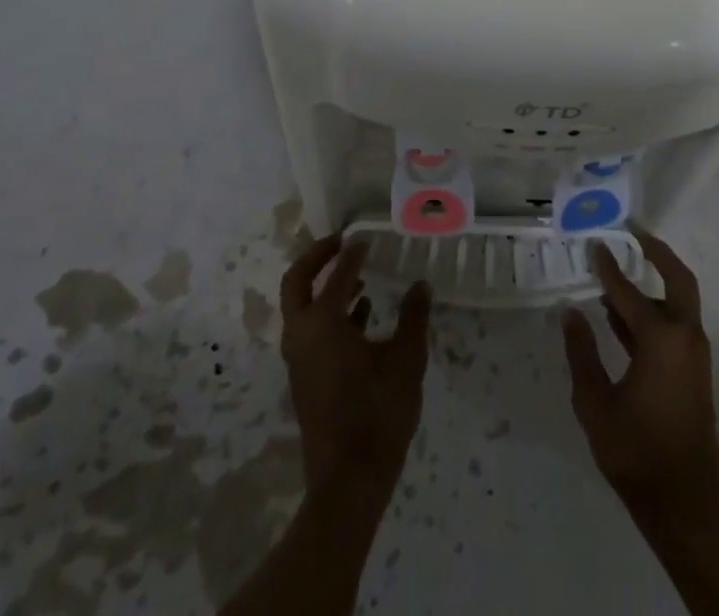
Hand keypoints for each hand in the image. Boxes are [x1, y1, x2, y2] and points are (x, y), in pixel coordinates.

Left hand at [280, 235, 430, 502]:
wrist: (348, 481)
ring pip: (303, 307)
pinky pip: (311, 330)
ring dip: (325, 286)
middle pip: (297, 282)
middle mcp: (302, 334)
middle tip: (342, 242)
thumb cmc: (378, 414)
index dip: (353, 252)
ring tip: (361, 277)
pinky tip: (364, 315)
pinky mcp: (305, 377)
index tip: (367, 237)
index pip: (337, 273)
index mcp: (323, 323)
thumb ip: (413, 318)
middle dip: (317, 257)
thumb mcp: (406, 361)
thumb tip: (421, 286)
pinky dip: (331, 314)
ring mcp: (299, 358)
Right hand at [561, 229, 718, 520]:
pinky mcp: (692, 373)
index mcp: (661, 340)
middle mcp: (684, 338)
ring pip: (678, 304)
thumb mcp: (596, 403)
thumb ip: (582, 354)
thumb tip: (571, 312)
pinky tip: (620, 318)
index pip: (628, 291)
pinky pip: (674, 327)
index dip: (608, 267)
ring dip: (654, 284)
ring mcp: (693, 357)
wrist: (685, 506)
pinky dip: (653, 312)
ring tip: (618, 273)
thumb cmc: (636, 452)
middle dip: (658, 253)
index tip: (594, 243)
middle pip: (678, 281)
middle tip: (634, 233)